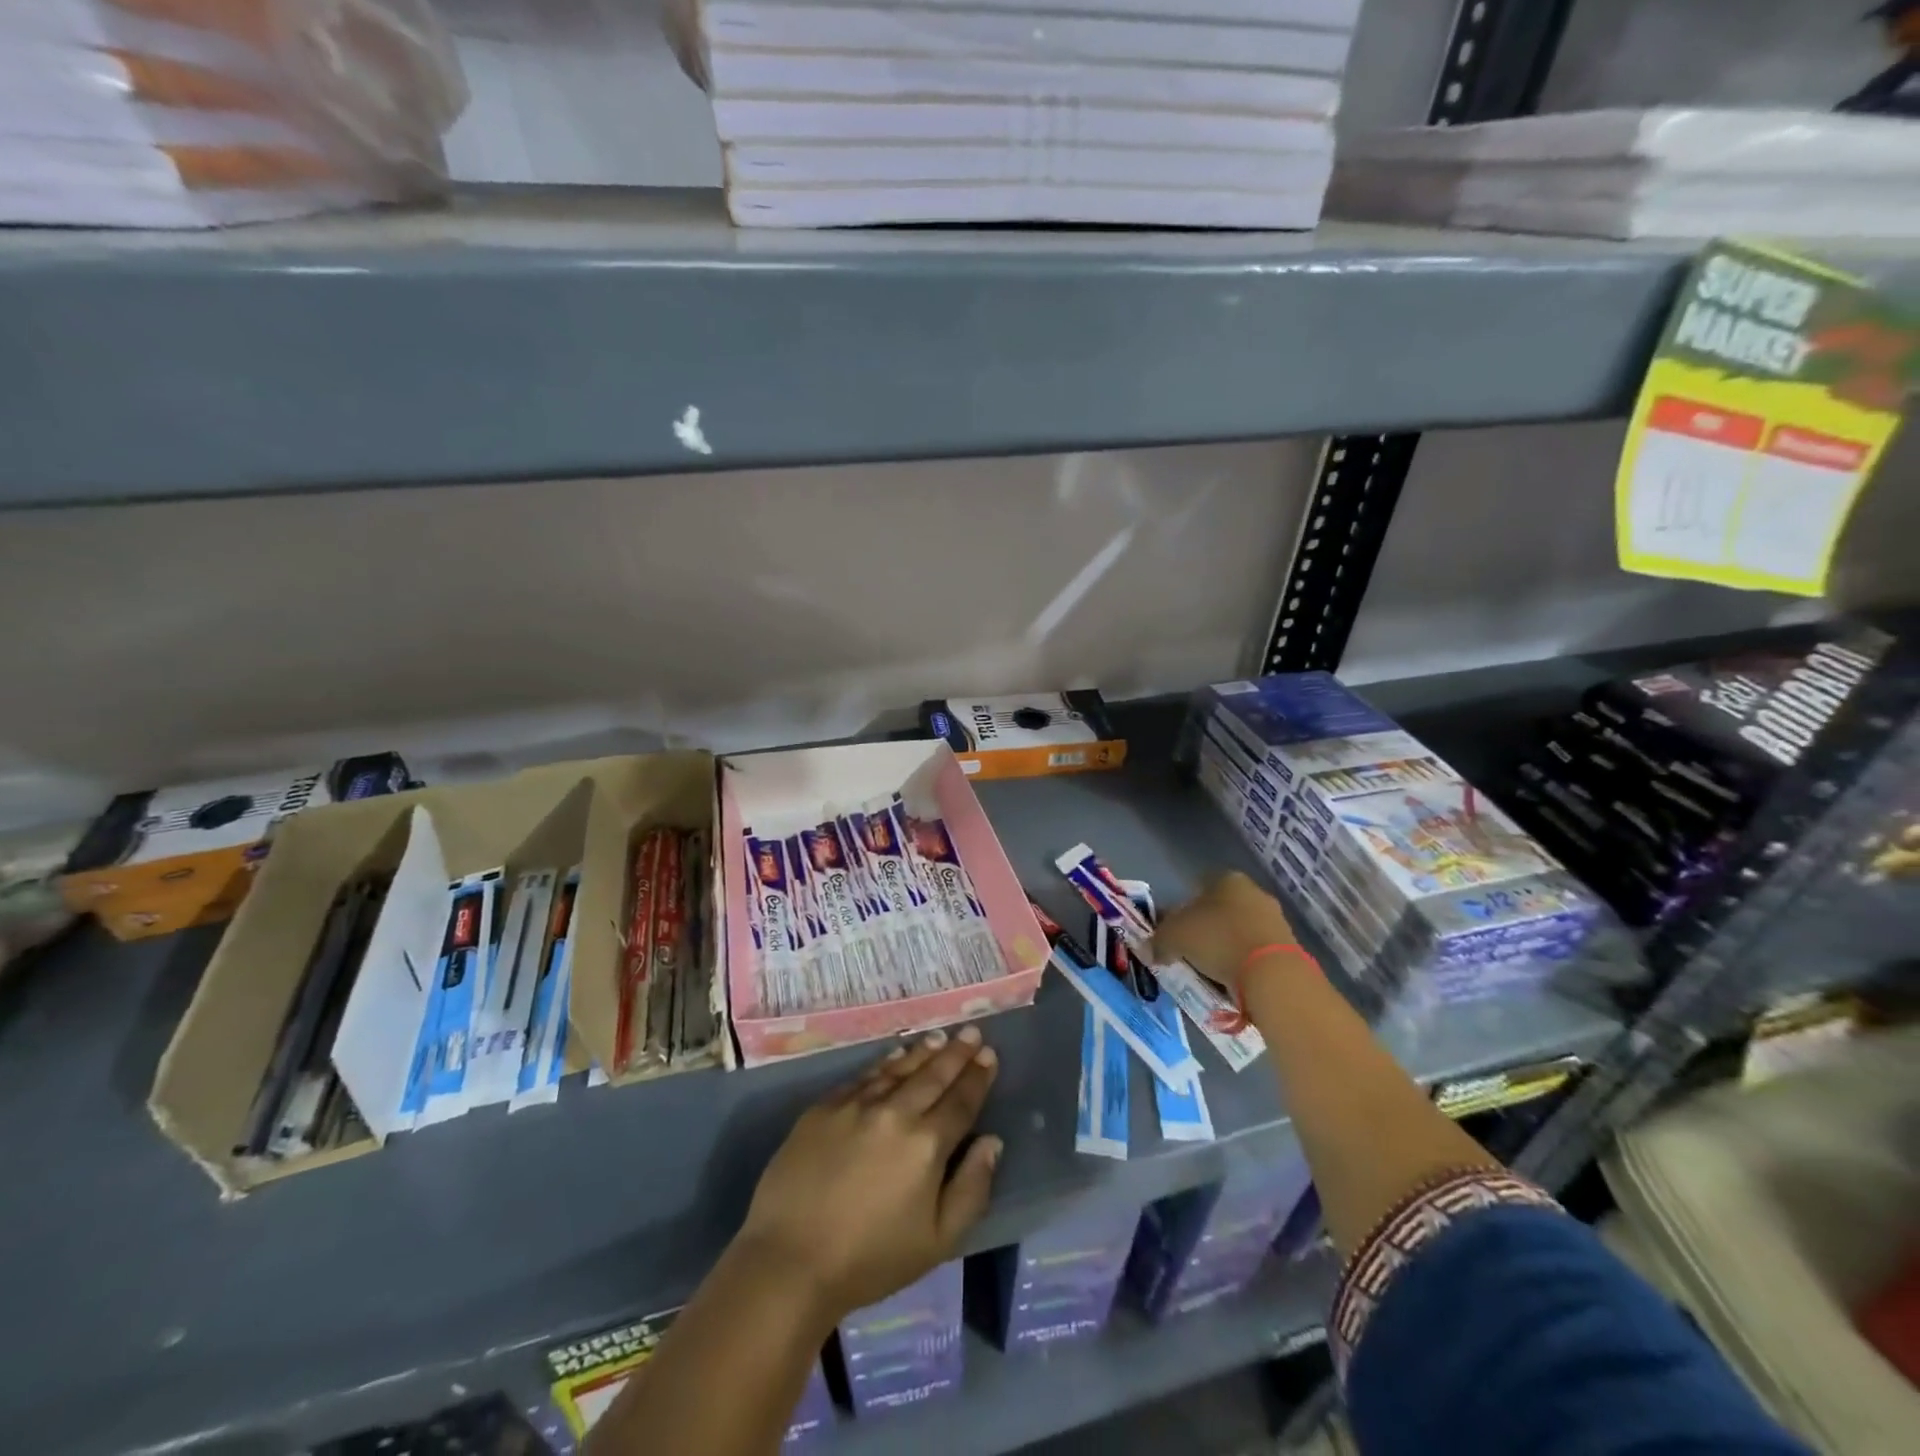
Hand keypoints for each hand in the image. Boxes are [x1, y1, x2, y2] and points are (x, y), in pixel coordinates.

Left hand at [734, 1026, 1001, 1323]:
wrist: (789, 1260)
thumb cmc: (870, 1260)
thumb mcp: (938, 1241)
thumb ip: (972, 1189)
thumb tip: (991, 1142)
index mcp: (926, 1144)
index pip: (961, 1101)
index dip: (977, 1077)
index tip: (989, 1054)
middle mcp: (895, 1112)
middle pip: (933, 1075)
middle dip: (956, 1052)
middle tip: (971, 1032)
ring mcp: (856, 1105)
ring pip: (898, 1068)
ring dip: (923, 1051)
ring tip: (939, 1037)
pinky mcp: (824, 1107)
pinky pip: (864, 1076)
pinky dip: (885, 1063)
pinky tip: (894, 1055)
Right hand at [1152, 871, 1298, 993]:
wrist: (1272, 974)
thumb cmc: (1218, 940)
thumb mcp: (1174, 937)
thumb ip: (1158, 940)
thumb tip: (1149, 950)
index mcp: (1227, 879)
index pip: (1197, 887)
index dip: (1181, 909)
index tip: (1173, 931)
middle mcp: (1254, 892)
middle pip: (1220, 909)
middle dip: (1204, 928)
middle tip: (1188, 951)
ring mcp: (1274, 919)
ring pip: (1238, 930)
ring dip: (1224, 946)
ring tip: (1208, 970)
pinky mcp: (1288, 947)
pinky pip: (1254, 952)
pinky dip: (1242, 963)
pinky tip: (1231, 980)